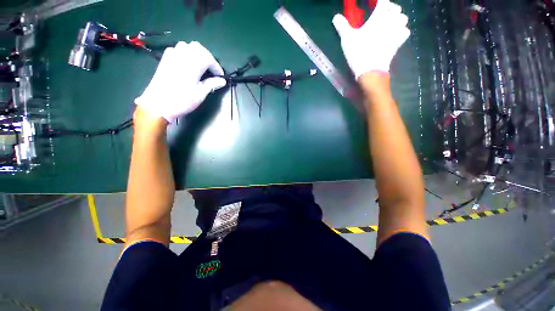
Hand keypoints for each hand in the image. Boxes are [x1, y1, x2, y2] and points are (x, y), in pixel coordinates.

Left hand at [135, 41, 226, 122]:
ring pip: (187, 45)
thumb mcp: (200, 94)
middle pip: (198, 48)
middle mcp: (182, 57)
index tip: (221, 76)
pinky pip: (176, 49)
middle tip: (212, 68)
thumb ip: (211, 85)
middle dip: (208, 56)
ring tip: (201, 64)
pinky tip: (187, 62)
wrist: (158, 104)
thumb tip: (222, 81)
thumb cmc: (182, 101)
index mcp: (193, 66)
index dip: (217, 67)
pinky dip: (185, 52)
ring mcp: (172, 57)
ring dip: (197, 52)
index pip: (209, 59)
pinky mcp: (165, 60)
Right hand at [332, 0, 409, 79]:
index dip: (379, 2)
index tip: (374, 4)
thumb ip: (342, 26)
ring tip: (391, 22)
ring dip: (397, 19)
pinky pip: (405, 32)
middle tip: (382, 14)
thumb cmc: (359, 52)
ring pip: (403, 19)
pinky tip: (395, 34)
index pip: (383, 1)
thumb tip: (335, 17)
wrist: (370, 70)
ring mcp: (397, 32)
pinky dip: (401, 31)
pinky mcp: (399, 43)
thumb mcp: (347, 39)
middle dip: (389, 9)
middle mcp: (391, 20)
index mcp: (379, 16)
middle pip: (396, 9)